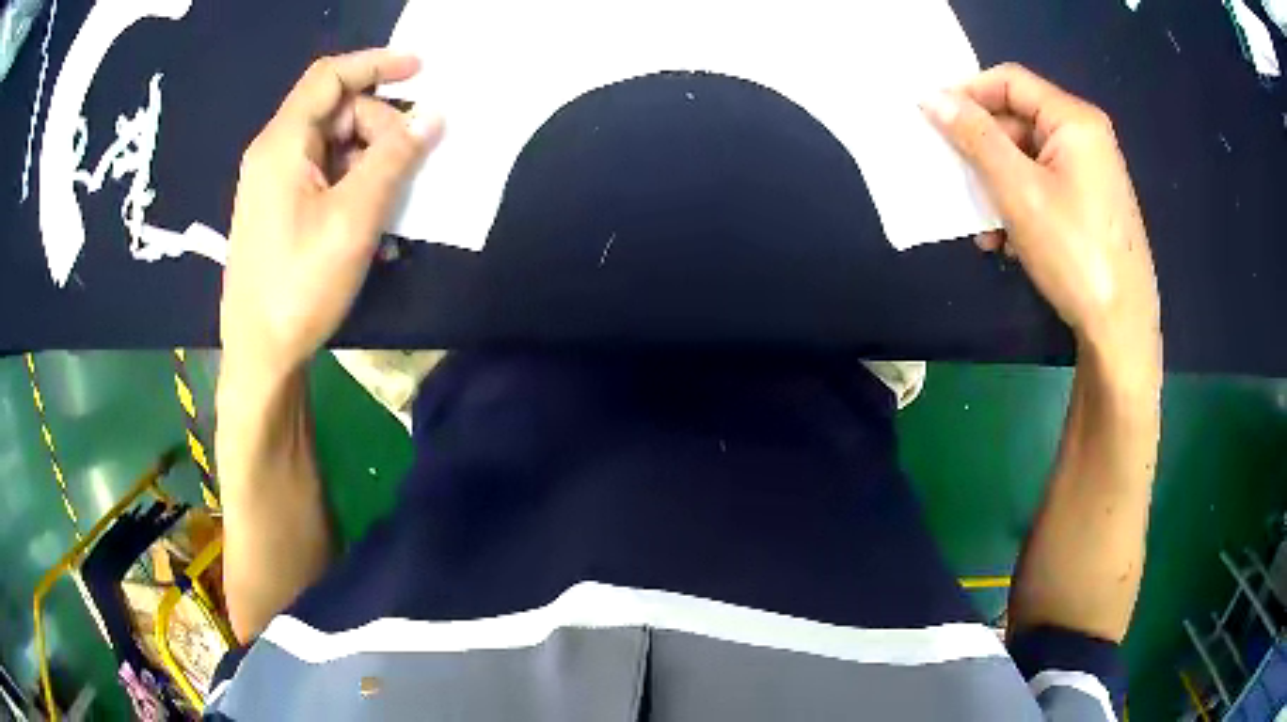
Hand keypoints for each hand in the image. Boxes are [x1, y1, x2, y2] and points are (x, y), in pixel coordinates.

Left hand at [220, 49, 443, 380]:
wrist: (260, 355)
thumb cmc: (299, 285)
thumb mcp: (354, 218)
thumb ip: (394, 158)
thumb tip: (433, 115)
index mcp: (282, 144)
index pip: (330, 77)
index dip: (377, 64)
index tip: (422, 70)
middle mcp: (274, 154)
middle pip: (336, 112)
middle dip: (379, 126)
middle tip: (410, 164)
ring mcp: (274, 184)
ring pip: (334, 146)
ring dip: (372, 162)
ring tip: (395, 206)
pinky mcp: (280, 209)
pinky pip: (325, 177)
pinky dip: (354, 186)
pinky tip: (375, 222)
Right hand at [921, 63, 1159, 361]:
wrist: (1121, 330)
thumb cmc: (1074, 253)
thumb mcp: (1018, 191)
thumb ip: (975, 138)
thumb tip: (932, 97)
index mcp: (1074, 120)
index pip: (1010, 81)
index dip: (967, 93)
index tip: (933, 118)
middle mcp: (1086, 138)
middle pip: (1019, 121)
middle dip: (983, 151)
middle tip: (956, 180)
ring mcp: (1092, 173)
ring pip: (1029, 159)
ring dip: (998, 185)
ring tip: (983, 227)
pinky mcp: (1092, 205)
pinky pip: (1045, 187)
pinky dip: (1020, 205)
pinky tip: (1009, 241)